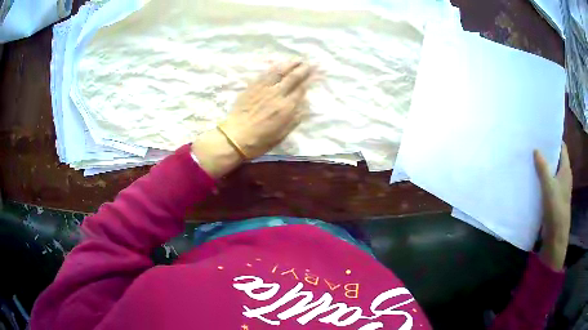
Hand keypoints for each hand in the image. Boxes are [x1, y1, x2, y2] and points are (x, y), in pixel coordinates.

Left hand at [192, 61, 313, 177]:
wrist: (235, 137)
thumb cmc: (260, 141)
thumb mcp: (282, 135)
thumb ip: (295, 119)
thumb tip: (305, 105)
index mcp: (286, 108)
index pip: (301, 89)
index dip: (309, 80)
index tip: (315, 74)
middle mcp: (277, 95)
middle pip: (292, 77)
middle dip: (303, 69)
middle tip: (310, 63)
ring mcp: (263, 89)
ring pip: (279, 72)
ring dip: (290, 64)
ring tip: (297, 60)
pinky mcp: (252, 87)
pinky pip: (265, 74)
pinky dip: (274, 68)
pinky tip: (278, 65)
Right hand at [534, 143, 571, 270]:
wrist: (556, 236)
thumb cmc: (556, 208)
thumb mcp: (549, 186)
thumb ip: (543, 168)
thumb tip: (536, 149)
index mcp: (566, 169)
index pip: (562, 148)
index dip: (554, 139)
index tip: (543, 133)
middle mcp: (564, 176)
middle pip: (556, 159)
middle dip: (547, 152)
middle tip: (534, 144)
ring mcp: (559, 188)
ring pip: (552, 172)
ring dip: (544, 166)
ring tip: (532, 159)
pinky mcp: (554, 199)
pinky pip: (548, 183)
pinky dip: (542, 179)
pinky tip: (534, 179)